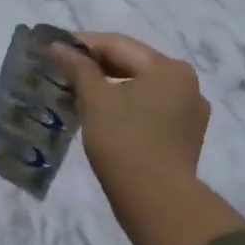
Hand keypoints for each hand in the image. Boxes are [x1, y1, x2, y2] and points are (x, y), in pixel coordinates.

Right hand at [47, 34, 209, 193]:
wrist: (156, 200)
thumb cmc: (124, 141)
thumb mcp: (95, 100)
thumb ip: (78, 68)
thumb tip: (58, 46)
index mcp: (169, 68)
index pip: (119, 45)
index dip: (84, 44)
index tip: (55, 47)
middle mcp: (187, 84)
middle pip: (134, 64)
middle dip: (98, 65)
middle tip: (64, 69)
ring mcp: (190, 112)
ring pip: (143, 88)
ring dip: (112, 86)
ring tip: (80, 91)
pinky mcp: (185, 136)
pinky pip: (152, 109)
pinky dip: (127, 106)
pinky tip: (104, 114)